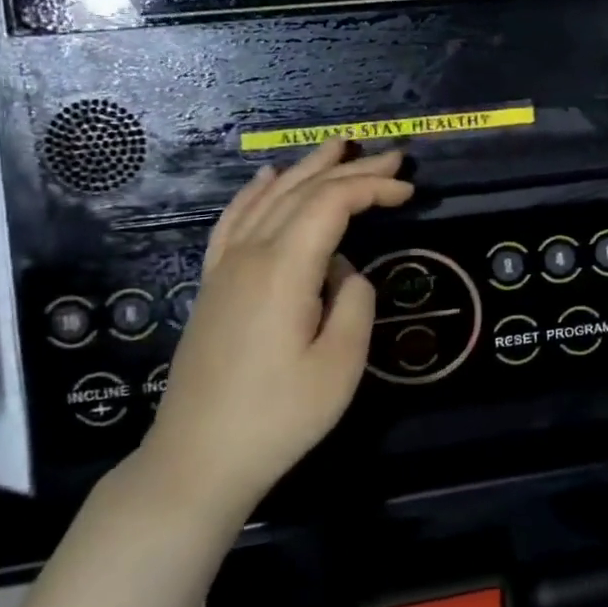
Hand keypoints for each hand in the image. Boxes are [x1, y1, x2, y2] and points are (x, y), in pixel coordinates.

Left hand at [136, 141, 412, 526]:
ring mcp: (225, 268)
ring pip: (269, 199)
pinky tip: (267, 178)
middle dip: (350, 169)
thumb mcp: (340, 365)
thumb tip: (345, 272)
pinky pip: (235, 221)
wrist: (198, 459)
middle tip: (392, 156)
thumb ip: (355, 303)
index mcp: (284, 269)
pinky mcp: (213, 285)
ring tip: (338, 147)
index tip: (409, 190)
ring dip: (307, 169)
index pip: (332, 204)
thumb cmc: (279, 417)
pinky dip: (256, 193)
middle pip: (302, 192)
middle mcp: (250, 255)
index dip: (373, 188)